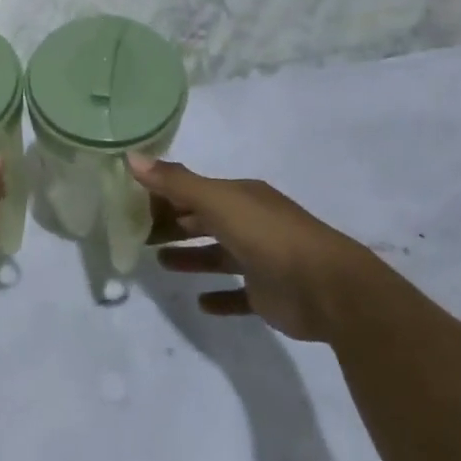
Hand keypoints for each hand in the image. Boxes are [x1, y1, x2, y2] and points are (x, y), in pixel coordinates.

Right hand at [128, 156, 381, 342]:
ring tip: (159, 262)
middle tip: (136, 234)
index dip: (162, 194)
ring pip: (217, 254)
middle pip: (202, 220)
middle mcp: (250, 222)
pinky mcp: (268, 294)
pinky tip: (201, 303)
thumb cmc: (269, 237)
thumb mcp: (219, 203)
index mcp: (240, 197)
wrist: (329, 290)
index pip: (192, 190)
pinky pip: (237, 294)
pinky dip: (219, 297)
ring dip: (190, 256)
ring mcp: (260, 259)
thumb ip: (176, 183)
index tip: (130, 203)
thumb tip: (131, 157)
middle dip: (172, 224)